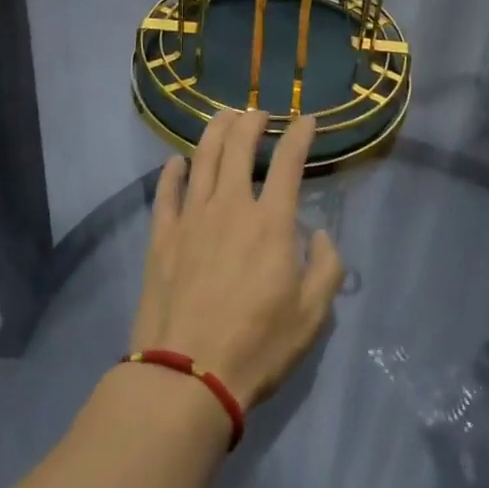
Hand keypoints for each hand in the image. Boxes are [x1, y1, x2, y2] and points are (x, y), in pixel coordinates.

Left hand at [129, 110, 343, 408]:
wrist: (187, 374)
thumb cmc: (257, 345)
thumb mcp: (312, 315)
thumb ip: (327, 268)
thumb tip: (321, 235)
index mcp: (271, 222)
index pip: (288, 161)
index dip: (300, 135)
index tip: (307, 120)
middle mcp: (230, 206)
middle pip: (238, 146)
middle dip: (251, 121)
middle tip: (259, 113)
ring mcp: (191, 218)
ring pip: (202, 158)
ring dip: (215, 131)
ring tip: (224, 117)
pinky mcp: (162, 236)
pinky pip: (166, 192)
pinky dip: (173, 171)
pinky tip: (177, 161)